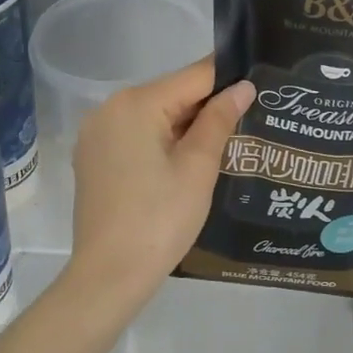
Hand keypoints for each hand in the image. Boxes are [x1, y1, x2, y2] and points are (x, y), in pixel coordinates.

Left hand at [67, 59, 253, 308]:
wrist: (109, 275)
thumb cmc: (160, 220)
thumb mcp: (198, 168)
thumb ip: (219, 120)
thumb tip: (242, 87)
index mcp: (136, 103)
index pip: (192, 76)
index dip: (228, 79)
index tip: (260, 84)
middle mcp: (108, 108)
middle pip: (170, 94)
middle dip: (207, 106)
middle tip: (249, 119)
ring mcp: (96, 134)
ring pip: (153, 116)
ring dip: (186, 126)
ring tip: (225, 142)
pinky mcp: (92, 158)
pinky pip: (135, 136)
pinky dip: (161, 141)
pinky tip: (186, 163)